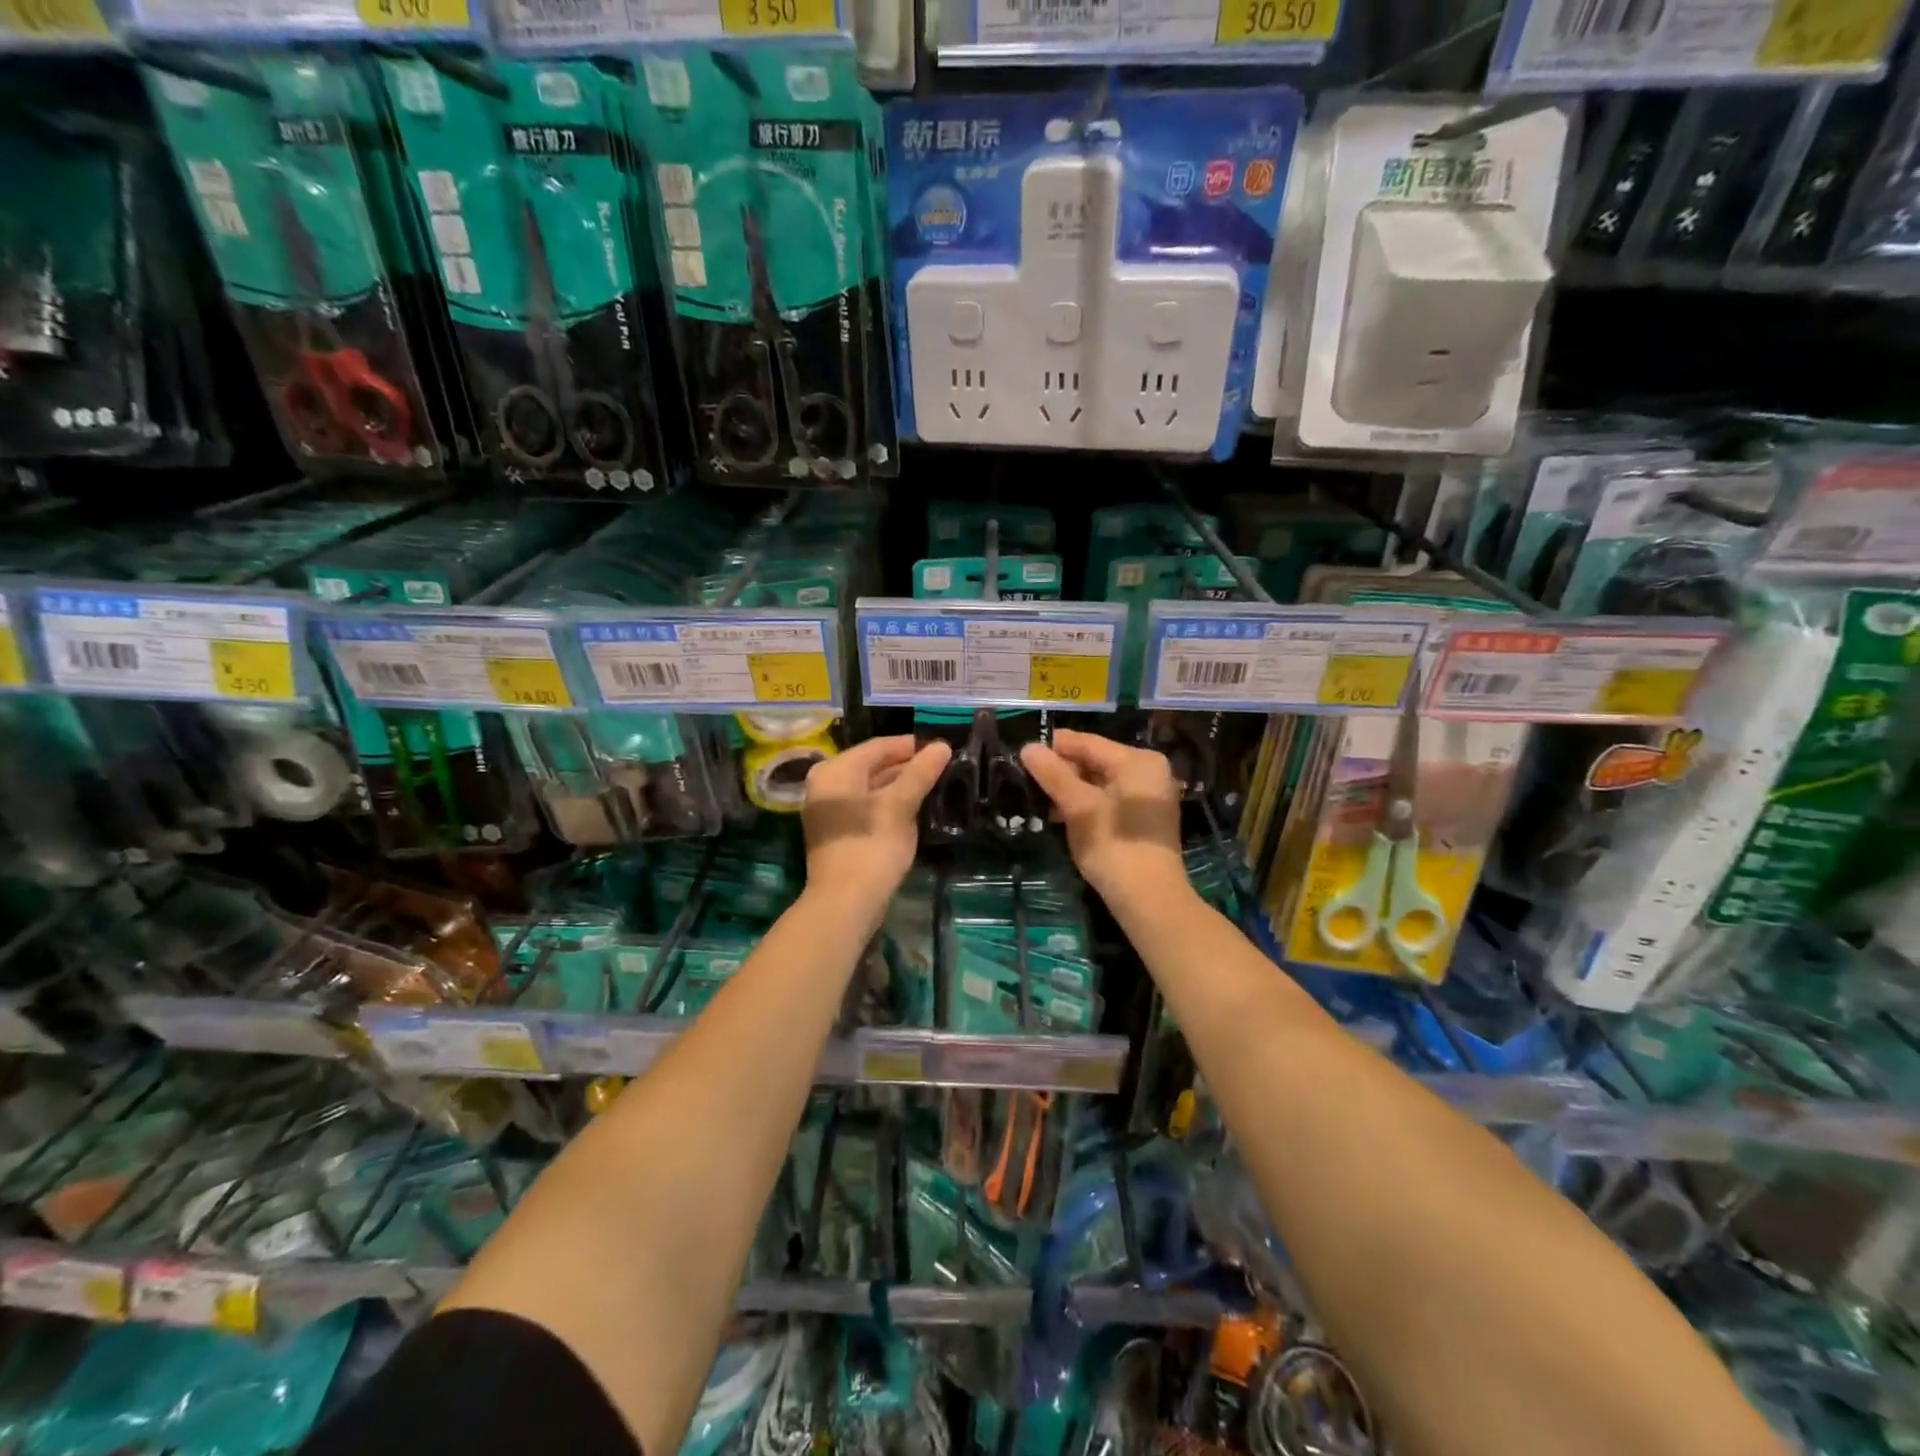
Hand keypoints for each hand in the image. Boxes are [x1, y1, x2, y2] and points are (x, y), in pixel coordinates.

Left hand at [802, 736, 951, 912]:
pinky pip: (866, 807)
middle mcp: (826, 784)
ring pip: (870, 787)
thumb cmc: (872, 847)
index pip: (878, 746)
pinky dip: (888, 804)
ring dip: (900, 786)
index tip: (941, 749)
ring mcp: (829, 810)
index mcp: (836, 771)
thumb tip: (941, 746)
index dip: (911, 746)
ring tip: (934, 786)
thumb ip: (920, 773)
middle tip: (942, 767)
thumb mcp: (900, 806)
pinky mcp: (837, 832)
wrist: (845, 903)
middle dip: (907, 766)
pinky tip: (914, 809)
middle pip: (872, 765)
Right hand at [1020, 729, 1184, 901]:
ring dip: (1072, 790)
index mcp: (1138, 761)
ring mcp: (1149, 796)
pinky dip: (1087, 804)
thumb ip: (1053, 775)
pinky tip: (1063, 816)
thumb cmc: (1113, 846)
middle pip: (1095, 761)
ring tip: (1040, 800)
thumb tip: (1028, 747)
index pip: (1088, 743)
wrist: (1149, 900)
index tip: (1023, 754)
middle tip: (1028, 781)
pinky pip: (1110, 799)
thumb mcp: (1078, 807)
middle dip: (1063, 771)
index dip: (1054, 747)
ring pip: (1101, 782)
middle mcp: (1148, 771)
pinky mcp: (1145, 819)